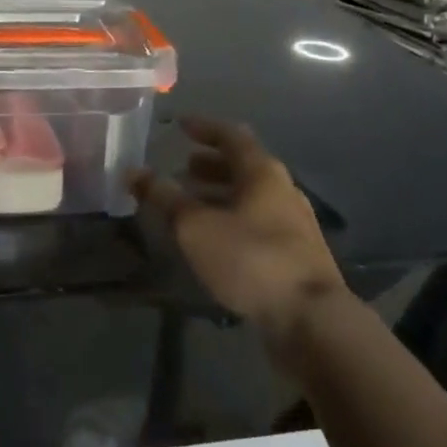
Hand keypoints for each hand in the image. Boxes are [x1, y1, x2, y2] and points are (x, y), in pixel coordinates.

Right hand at [132, 116, 346, 338]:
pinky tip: (215, 239)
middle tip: (182, 167)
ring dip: (220, 194)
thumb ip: (164, 197)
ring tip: (191, 204)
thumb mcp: (196, 226)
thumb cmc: (251, 258)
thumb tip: (133, 171)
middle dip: (210, 164)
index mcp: (262, 172)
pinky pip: (258, 222)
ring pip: (251, 196)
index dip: (203, 127)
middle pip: (243, 166)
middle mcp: (282, 189)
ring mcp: (294, 223)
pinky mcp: (297, 255)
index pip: (230, 135)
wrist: (313, 320)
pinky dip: (232, 218)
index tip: (180, 125)